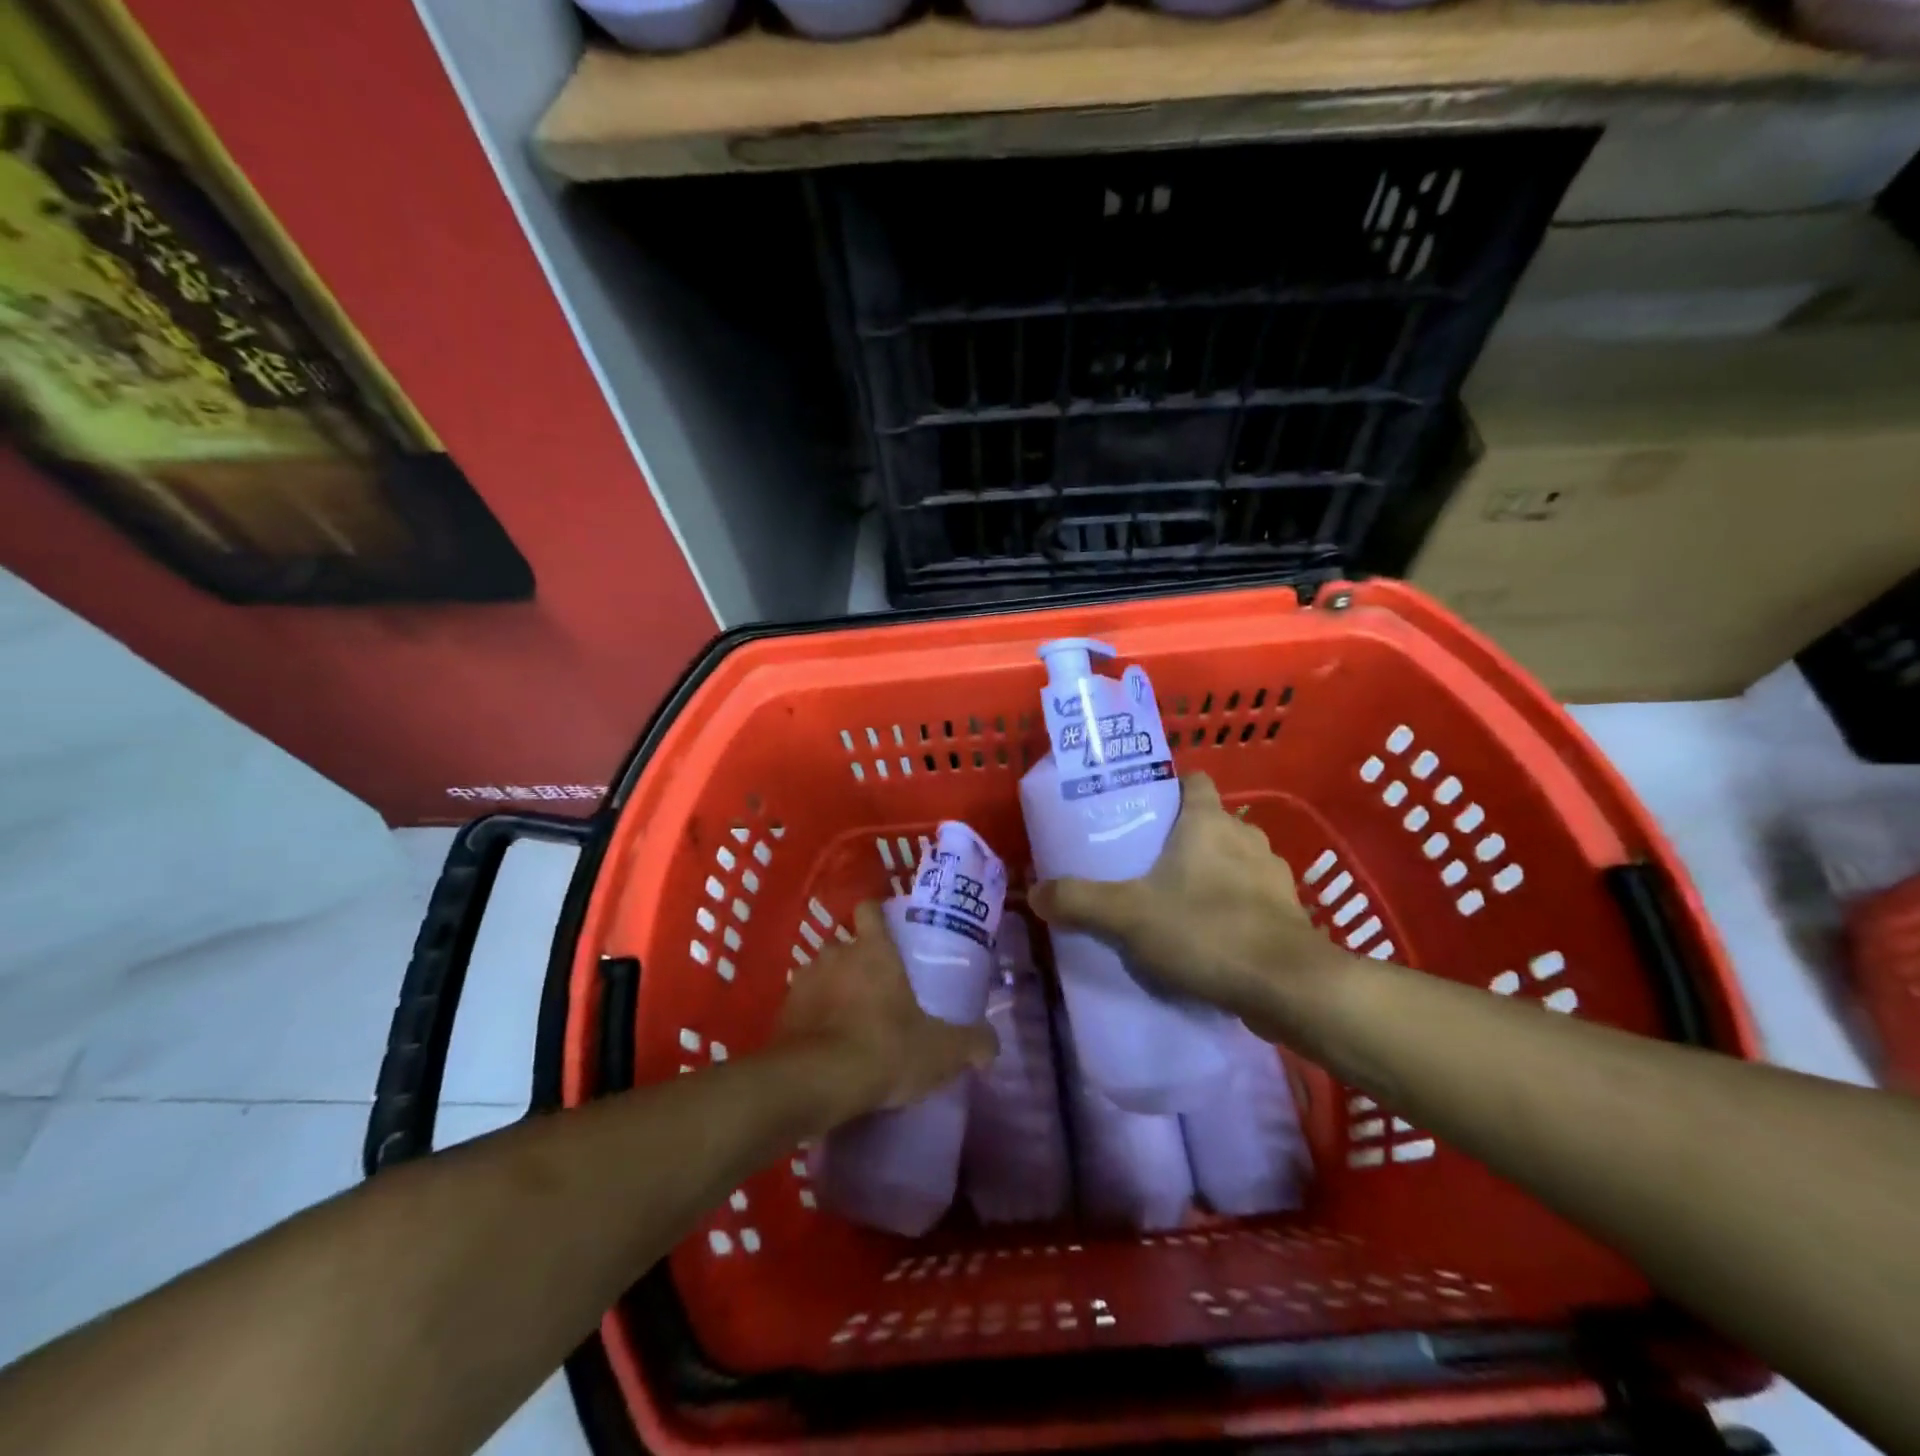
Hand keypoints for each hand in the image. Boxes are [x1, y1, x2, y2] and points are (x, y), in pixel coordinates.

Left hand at [772, 901, 997, 1126]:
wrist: (815, 1083)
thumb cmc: (884, 1049)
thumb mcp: (941, 1051)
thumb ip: (971, 1044)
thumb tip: (992, 1046)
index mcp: (873, 949)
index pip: (869, 909)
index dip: (878, 915)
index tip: (889, 931)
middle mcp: (835, 954)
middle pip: (844, 943)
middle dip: (857, 960)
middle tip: (877, 987)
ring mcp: (804, 981)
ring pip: (820, 973)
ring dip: (832, 988)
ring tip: (850, 1018)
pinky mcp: (783, 1013)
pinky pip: (802, 1005)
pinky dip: (812, 1017)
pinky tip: (826, 1043)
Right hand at [1028, 772, 1345, 1027]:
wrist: (1288, 988)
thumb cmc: (1205, 931)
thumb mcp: (1127, 916)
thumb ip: (1078, 901)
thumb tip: (1033, 893)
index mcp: (1208, 822)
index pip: (1193, 781)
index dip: (1170, 787)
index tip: (1143, 806)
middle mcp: (1246, 837)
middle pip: (1211, 822)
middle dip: (1183, 836)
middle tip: (1146, 861)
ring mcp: (1273, 876)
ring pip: (1234, 860)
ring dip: (1211, 872)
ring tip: (1177, 900)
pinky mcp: (1289, 913)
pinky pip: (1253, 898)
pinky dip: (1233, 907)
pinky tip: (1211, 935)